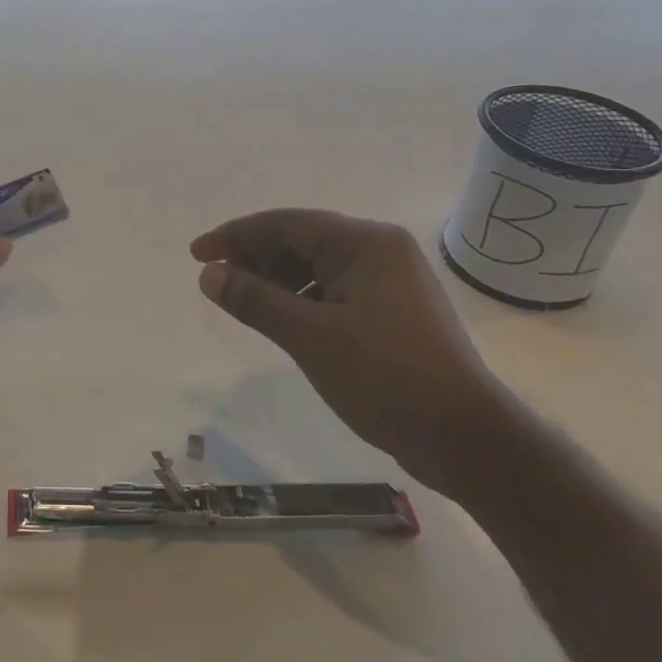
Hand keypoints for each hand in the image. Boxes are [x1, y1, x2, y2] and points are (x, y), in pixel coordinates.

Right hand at [191, 210, 519, 497]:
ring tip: (244, 303)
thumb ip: (255, 300)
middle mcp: (381, 251)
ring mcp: (391, 281)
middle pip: (302, 240)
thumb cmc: (385, 377)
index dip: (236, 236)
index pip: (286, 223)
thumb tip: (209, 275)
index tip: (197, 255)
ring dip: (277, 280)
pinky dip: (302, 299)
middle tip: (217, 283)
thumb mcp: (309, 337)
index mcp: (366, 243)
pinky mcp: (393, 311)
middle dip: (256, 258)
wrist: (464, 438)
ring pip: (317, 266)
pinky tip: (282, 321)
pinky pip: (334, 290)